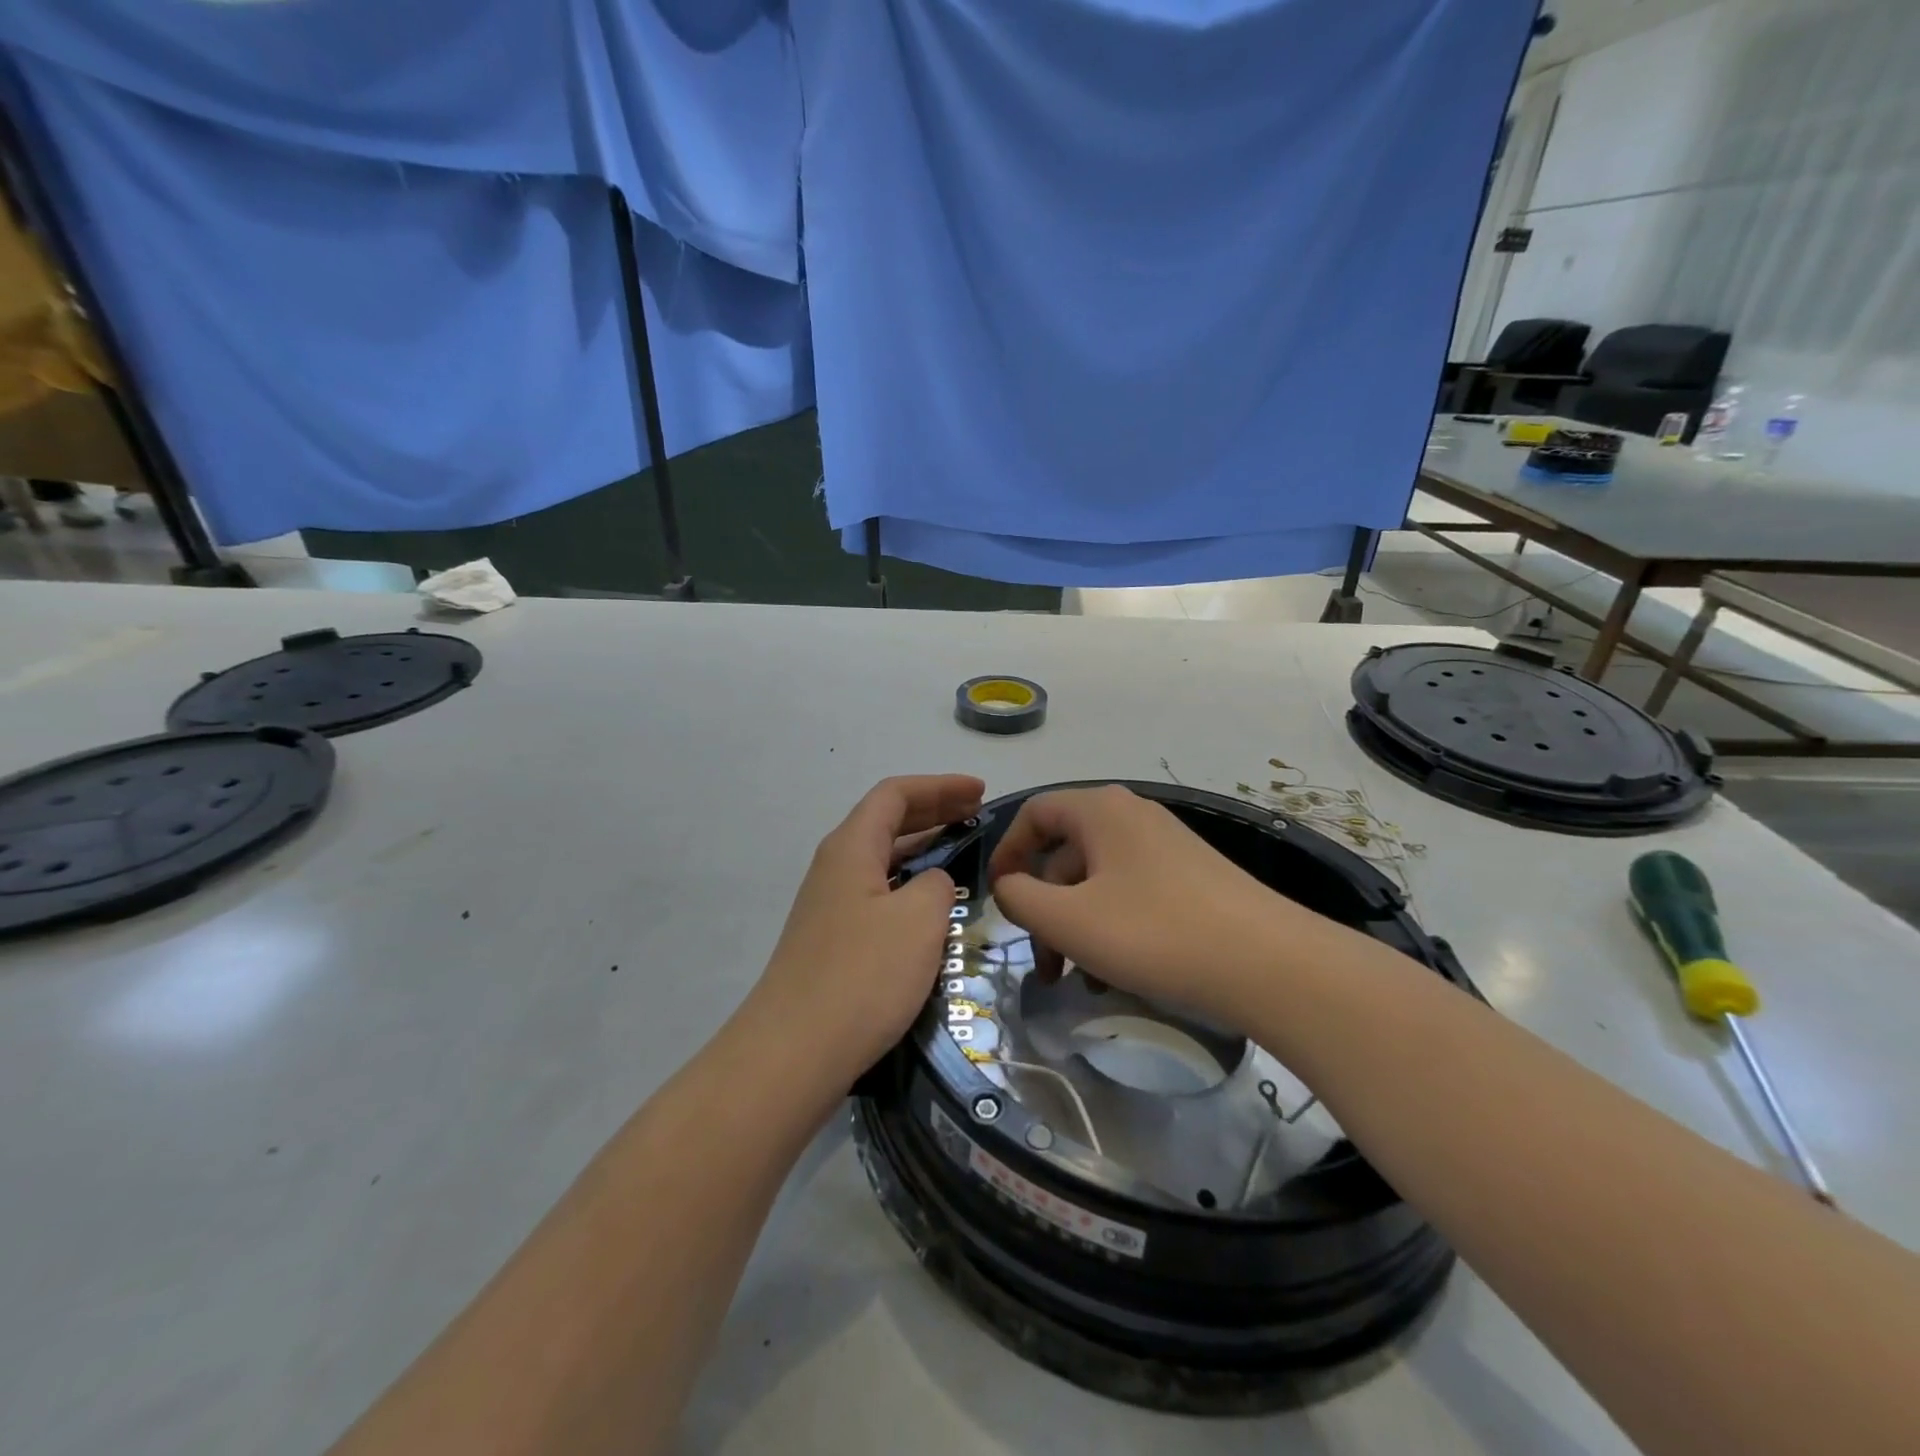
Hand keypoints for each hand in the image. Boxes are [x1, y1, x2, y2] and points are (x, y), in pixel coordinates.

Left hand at [752, 775, 985, 1090]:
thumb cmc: (862, 975)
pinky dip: (911, 886)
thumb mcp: (919, 919)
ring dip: (924, 850)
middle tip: (978, 816)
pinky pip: (879, 893)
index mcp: (851, 847)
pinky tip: (934, 909)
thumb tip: (933, 885)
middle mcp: (835, 867)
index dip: (940, 786)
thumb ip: (938, 885)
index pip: (895, 794)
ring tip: (964, 854)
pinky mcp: (833, 941)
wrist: (794, 1053)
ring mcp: (830, 906)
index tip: (980, 792)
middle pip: (887, 822)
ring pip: (883, 860)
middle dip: (934, 812)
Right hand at [986, 785, 1306, 1026]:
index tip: (997, 899)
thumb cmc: (1154, 932)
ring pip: (1098, 880)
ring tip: (1079, 980)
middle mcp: (1132, 816)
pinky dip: (1111, 927)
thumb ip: (1020, 899)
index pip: (1035, 813)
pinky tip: (1116, 974)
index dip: (1006, 853)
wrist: (1269, 964)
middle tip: (1043, 965)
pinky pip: (1131, 893)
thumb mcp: (1068, 920)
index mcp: (1100, 810)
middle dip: (1044, 908)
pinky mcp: (1191, 878)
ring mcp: (1166, 846)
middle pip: (1066, 853)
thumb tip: (1008, 887)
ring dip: (1076, 926)